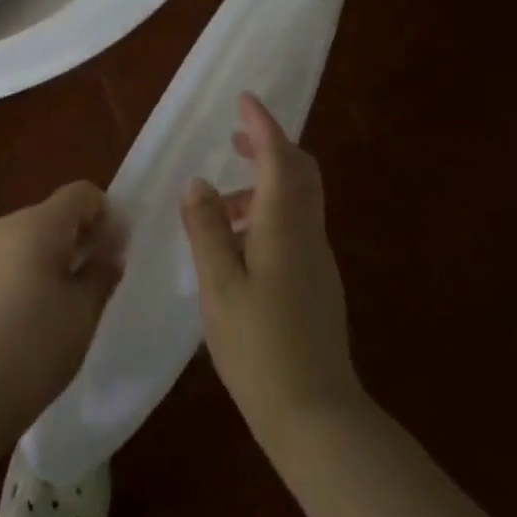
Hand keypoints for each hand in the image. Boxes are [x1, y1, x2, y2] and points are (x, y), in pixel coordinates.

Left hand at [0, 182, 123, 435]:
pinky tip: (8, 321)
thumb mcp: (84, 312)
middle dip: (70, 239)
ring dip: (36, 258)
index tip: (111, 250)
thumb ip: (102, 270)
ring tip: (44, 307)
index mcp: (39, 224)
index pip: (80, 193)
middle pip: (47, 216)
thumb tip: (111, 245)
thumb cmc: (36, 347)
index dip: (102, 213)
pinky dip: (7, 277)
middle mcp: (2, 225)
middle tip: (83, 284)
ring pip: (17, 240)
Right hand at [182, 94, 362, 458]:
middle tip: (236, 139)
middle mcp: (308, 233)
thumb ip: (206, 229)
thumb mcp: (218, 286)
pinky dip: (270, 212)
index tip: (245, 100)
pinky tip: (239, 243)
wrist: (316, 416)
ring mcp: (318, 259)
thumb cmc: (259, 348)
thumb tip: (198, 182)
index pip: (278, 157)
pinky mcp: (317, 282)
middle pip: (300, 171)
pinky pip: (296, 225)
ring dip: (265, 183)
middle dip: (271, 146)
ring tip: (221, 203)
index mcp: (284, 226)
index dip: (262, 125)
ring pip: (298, 199)